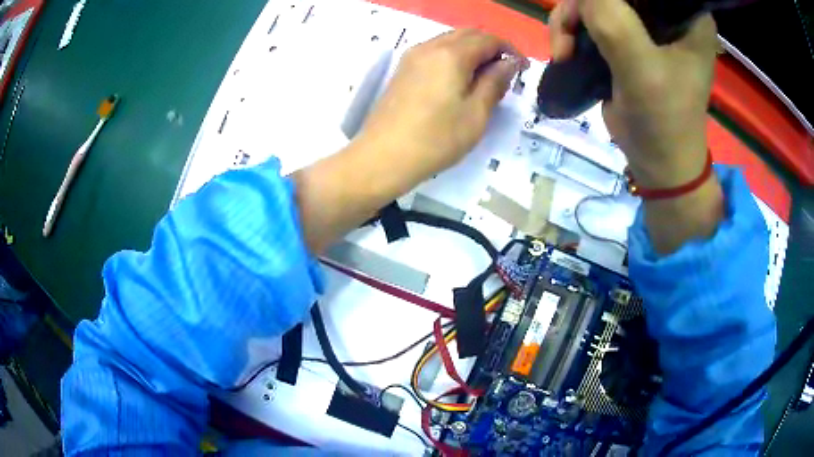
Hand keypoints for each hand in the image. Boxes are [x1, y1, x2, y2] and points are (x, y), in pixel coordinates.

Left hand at [357, 29, 527, 180]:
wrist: (384, 156)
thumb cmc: (437, 139)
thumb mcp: (476, 113)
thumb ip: (495, 82)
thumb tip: (509, 63)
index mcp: (451, 54)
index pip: (488, 39)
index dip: (510, 51)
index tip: (523, 69)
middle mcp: (430, 46)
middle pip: (468, 34)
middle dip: (491, 47)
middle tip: (505, 72)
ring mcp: (412, 57)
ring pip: (449, 41)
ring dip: (472, 51)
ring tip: (484, 78)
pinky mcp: (403, 69)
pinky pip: (434, 52)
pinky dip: (453, 58)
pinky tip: (459, 80)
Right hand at [550, 0, 717, 188]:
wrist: (659, 165)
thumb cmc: (663, 122)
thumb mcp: (641, 71)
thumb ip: (612, 21)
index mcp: (688, 17)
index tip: (593, 14)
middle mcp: (669, 14)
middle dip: (584, 6)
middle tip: (568, 34)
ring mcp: (647, 25)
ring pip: (597, 2)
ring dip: (572, 20)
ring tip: (564, 51)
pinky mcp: (629, 38)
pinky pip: (592, 18)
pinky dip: (573, 31)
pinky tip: (567, 52)